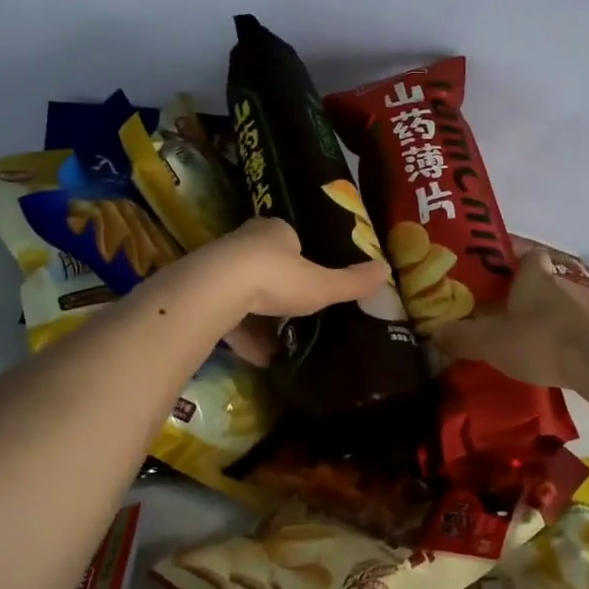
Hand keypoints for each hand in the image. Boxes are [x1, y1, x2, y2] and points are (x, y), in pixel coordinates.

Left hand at [203, 218, 389, 365]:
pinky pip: (227, 315)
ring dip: (260, 316)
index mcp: (275, 231)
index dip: (301, 258)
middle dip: (280, 289)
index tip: (312, 279)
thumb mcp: (321, 284)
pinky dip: (242, 335)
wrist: (216, 290)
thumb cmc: (276, 277)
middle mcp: (245, 242)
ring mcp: (220, 267)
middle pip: (265, 264)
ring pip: (244, 291)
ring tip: (279, 343)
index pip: (290, 239)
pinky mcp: (202, 293)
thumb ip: (351, 282)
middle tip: (297, 311)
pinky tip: (258, 357)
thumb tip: (386, 270)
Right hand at [431, 247, 588, 390]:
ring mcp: (586, 305)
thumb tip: (434, 333)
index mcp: (535, 274)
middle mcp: (562, 282)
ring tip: (520, 334)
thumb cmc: (541, 340)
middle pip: (540, 277)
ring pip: (557, 303)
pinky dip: (559, 335)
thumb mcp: (491, 342)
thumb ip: (461, 337)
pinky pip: (573, 326)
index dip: (508, 254)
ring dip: (541, 314)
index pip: (524, 251)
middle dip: (520, 289)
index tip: (490, 265)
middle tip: (496, 306)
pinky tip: (547, 354)